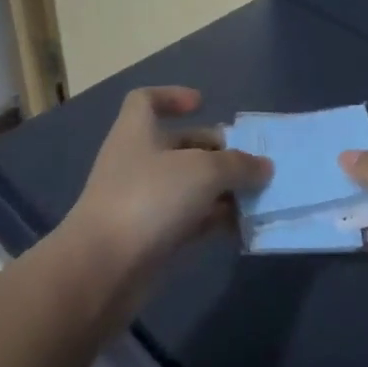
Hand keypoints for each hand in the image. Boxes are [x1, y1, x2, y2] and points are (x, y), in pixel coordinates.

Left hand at [62, 87, 269, 286]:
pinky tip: (242, 226)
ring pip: (188, 185)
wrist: (103, 270)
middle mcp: (137, 162)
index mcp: (137, 132)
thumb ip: (238, 165)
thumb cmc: (149, 199)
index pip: (145, 100)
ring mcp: (142, 202)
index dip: (172, 96)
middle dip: (215, 150)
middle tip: (250, 161)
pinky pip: (189, 220)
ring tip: (257, 195)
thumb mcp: (203, 171)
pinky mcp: (151, 238)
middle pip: (178, 145)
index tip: (202, 104)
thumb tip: (264, 166)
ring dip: (221, 188)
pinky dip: (214, 219)